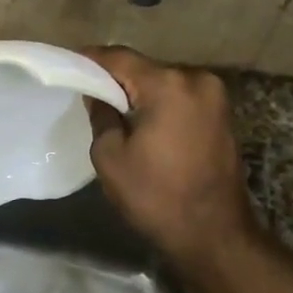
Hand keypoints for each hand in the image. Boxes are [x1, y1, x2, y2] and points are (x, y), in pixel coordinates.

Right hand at [82, 46, 260, 270]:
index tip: (69, 65)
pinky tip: (145, 123)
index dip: (91, 60)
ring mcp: (215, 96)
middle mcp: (196, 79)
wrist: (214, 234)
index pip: (119, 58)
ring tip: (116, 112)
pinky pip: (181, 98)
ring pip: (164, 82)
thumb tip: (99, 94)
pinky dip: (161, 104)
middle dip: (117, 79)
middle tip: (90, 93)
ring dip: (141, 93)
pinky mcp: (223, 114)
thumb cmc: (155, 197)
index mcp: (167, 85)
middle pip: (145, 68)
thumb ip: (101, 115)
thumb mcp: (110, 157)